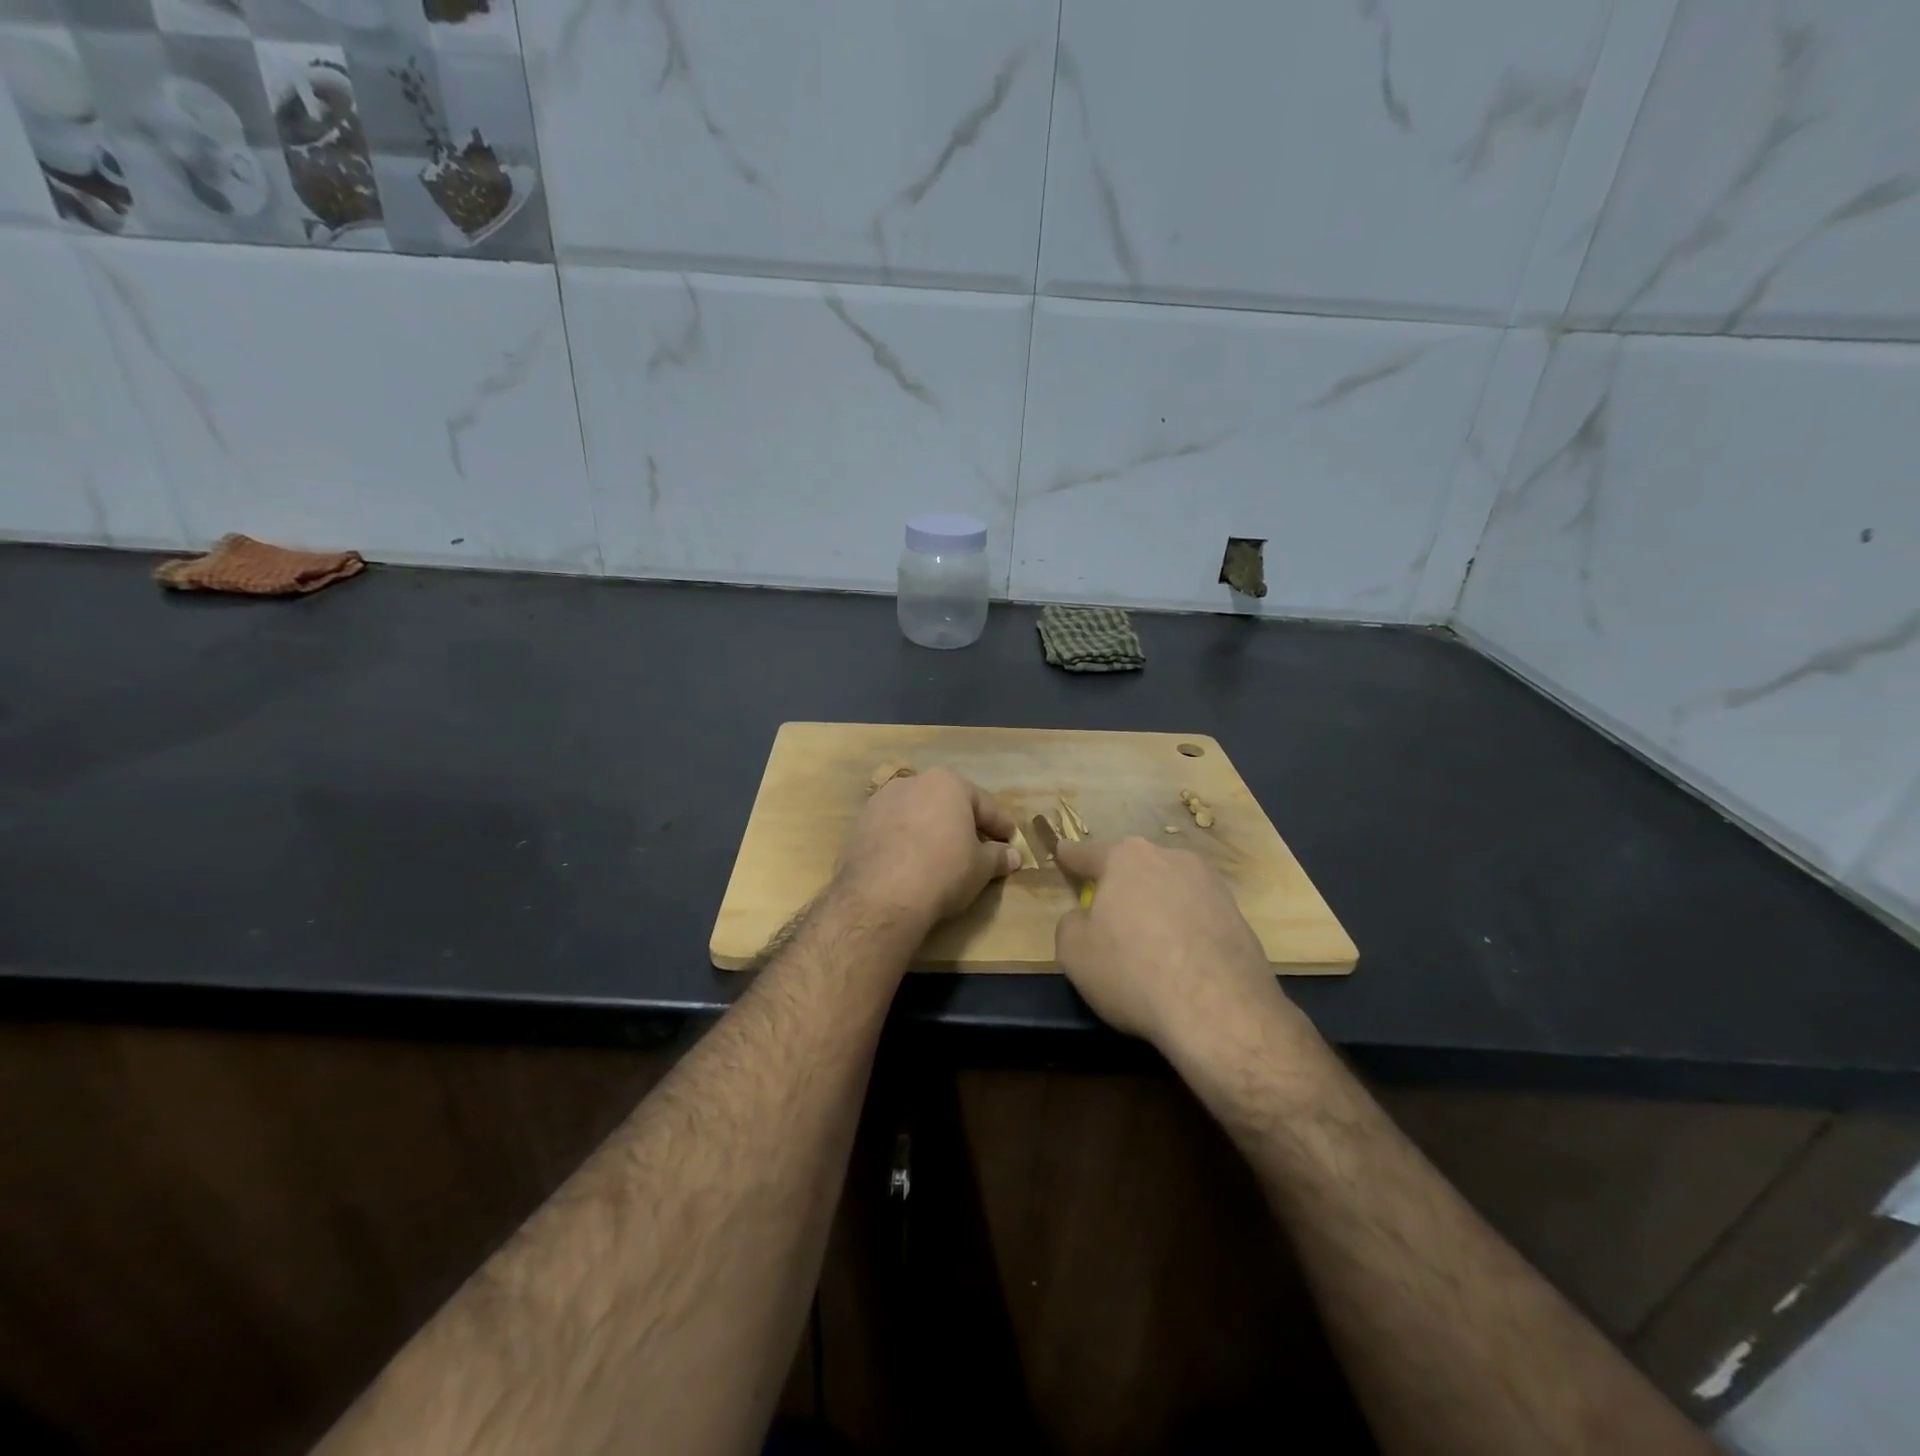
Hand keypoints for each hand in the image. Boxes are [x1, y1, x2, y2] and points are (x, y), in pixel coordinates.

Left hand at [837, 768, 1020, 927]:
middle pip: (947, 803)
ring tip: (941, 855)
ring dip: (931, 830)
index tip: (1010, 841)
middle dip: (963, 823)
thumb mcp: (981, 868)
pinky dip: (905, 841)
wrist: (881, 895)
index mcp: (948, 784)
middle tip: (978, 847)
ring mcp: (882, 801)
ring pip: (917, 813)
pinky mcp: (859, 824)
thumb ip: (998, 857)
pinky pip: (892, 830)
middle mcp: (913, 782)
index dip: (1001, 825)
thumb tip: (1012, 856)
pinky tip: (910, 863)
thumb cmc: (943, 872)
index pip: (984, 805)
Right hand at [1054, 836, 1288, 1052]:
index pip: (1088, 854)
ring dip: (1157, 907)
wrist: (1219, 1012)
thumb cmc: (1133, 972)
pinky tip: (1181, 963)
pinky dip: (1185, 931)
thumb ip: (1071, 924)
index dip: (1071, 857)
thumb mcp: (1074, 952)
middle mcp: (1172, 859)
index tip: (1062, 851)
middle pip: (1135, 868)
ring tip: (1149, 946)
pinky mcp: (1239, 917)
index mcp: (1127, 858)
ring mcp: (1212, 885)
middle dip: (1120, 886)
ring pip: (1170, 890)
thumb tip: (1085, 918)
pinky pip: (1198, 917)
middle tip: (1109, 915)